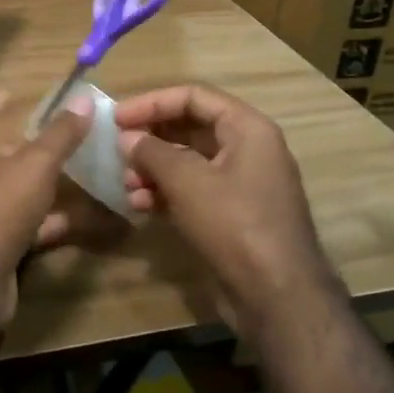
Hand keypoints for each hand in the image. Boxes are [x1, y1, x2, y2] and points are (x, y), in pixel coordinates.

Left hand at [0, 90, 93, 326]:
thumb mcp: (36, 165)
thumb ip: (61, 134)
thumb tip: (82, 97)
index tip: (20, 93)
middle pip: (3, 150)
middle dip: (36, 143)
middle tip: (74, 137)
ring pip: (20, 189)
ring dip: (50, 184)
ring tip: (89, 175)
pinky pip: (29, 224)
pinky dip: (54, 221)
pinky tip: (86, 221)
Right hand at [114, 85, 340, 335]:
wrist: (276, 295)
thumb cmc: (234, 223)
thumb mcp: (188, 181)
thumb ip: (153, 153)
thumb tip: (128, 138)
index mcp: (247, 129)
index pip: (194, 97)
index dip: (152, 103)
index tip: (117, 118)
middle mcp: (248, 150)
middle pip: (190, 128)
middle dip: (151, 138)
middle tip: (117, 149)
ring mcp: (241, 184)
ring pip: (189, 162)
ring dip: (153, 169)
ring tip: (126, 184)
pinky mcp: (232, 215)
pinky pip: (193, 191)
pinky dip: (166, 193)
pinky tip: (139, 206)